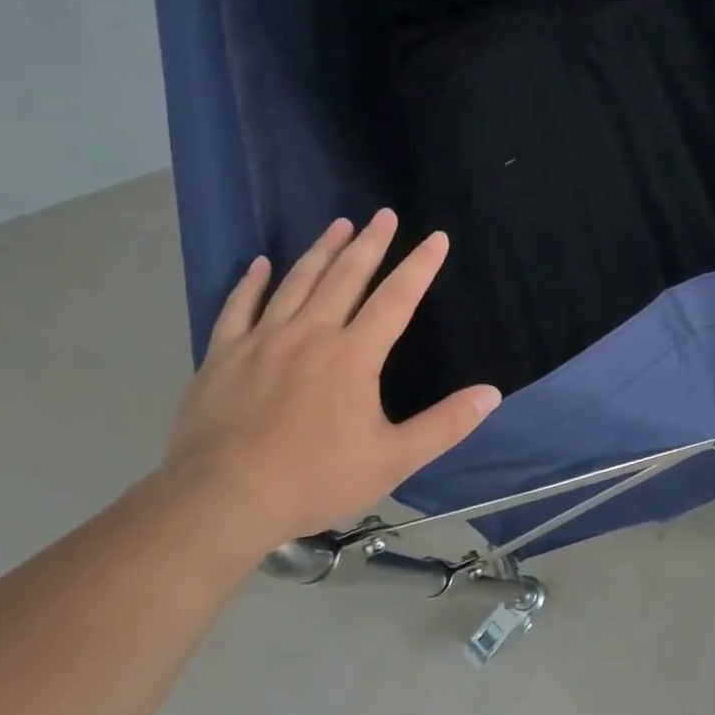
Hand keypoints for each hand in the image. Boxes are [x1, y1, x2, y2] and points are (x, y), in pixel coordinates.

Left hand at [162, 209, 500, 547]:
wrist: (223, 500)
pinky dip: (251, 282)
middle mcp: (311, 334)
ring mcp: (263, 340)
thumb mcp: (394, 459)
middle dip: (370, 243)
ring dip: (321, 250)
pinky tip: (261, 263)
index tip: (437, 237)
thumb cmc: (315, 479)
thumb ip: (445, 425)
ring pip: (297, 282)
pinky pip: (238, 307)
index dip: (420, 266)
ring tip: (338, 224)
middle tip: (383, 215)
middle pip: (346, 276)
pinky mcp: (223, 355)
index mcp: (354, 355)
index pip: (396, 298)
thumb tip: (491, 393)